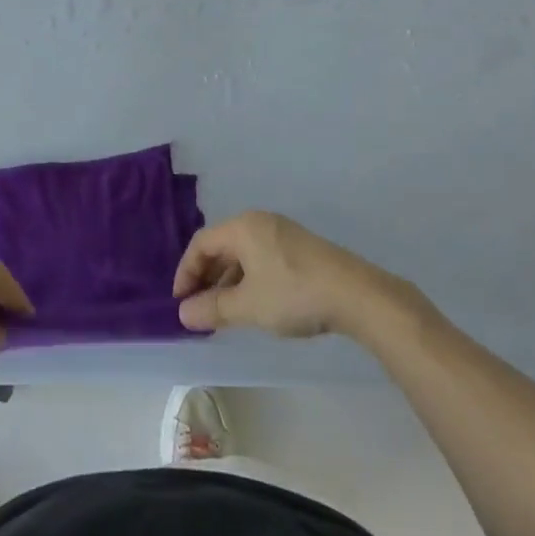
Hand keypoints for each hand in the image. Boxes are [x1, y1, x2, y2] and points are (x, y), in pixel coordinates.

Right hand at [172, 211, 398, 337]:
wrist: (354, 294)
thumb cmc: (293, 294)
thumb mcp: (249, 306)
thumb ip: (213, 308)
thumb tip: (183, 313)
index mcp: (242, 227)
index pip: (201, 243)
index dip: (186, 272)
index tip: (180, 302)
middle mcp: (259, 222)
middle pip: (221, 246)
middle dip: (206, 277)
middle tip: (199, 310)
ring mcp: (282, 233)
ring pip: (242, 254)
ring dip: (228, 281)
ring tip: (224, 313)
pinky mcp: (300, 248)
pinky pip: (261, 259)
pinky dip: (249, 279)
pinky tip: (254, 305)